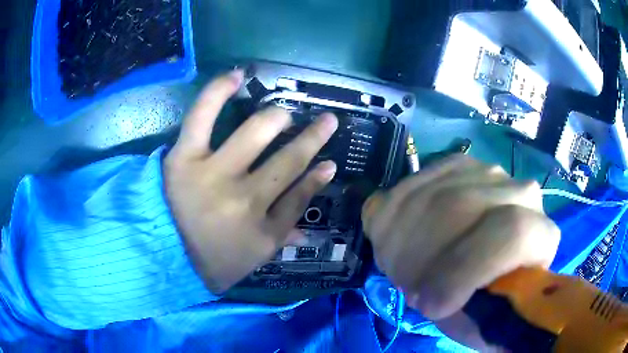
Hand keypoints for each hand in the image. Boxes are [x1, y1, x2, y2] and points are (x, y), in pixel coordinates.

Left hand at [164, 70, 337, 292]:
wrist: (166, 255)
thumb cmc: (216, 257)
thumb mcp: (259, 252)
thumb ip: (290, 223)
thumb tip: (321, 183)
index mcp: (262, 228)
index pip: (300, 195)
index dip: (318, 177)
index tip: (330, 161)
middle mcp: (243, 199)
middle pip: (287, 161)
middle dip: (311, 138)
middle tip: (323, 122)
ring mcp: (212, 174)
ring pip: (256, 132)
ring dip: (278, 118)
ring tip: (284, 113)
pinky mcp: (184, 158)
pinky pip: (202, 116)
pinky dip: (219, 91)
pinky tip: (237, 74)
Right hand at [362, 155, 559, 348]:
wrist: (487, 268)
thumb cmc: (486, 301)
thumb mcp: (479, 319)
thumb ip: (468, 311)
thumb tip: (435, 294)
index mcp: (540, 236)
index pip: (512, 233)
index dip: (465, 270)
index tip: (434, 307)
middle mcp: (520, 192)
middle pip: (461, 208)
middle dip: (421, 257)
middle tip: (410, 289)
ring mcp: (488, 173)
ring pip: (434, 196)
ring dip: (404, 239)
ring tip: (404, 267)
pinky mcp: (459, 166)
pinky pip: (416, 183)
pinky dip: (397, 214)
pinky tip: (402, 237)